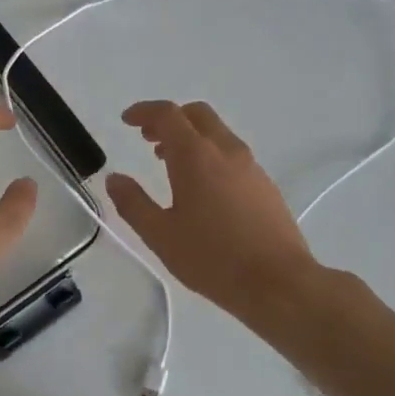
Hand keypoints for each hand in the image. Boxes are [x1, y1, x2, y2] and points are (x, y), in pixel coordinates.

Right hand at [106, 100, 318, 320]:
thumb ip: (133, 203)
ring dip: (190, 136)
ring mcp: (251, 166)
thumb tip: (115, 179)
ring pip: (217, 132)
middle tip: (148, 138)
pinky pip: (232, 153)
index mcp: (196, 156)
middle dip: (169, 119)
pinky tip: (202, 187)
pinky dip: (209, 154)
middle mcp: (226, 151)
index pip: (167, 114)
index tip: (127, 120)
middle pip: (197, 114)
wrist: (279, 284)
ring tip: (169, 163)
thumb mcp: (160, 235)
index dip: (144, 111)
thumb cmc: (212, 258)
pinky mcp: (265, 185)